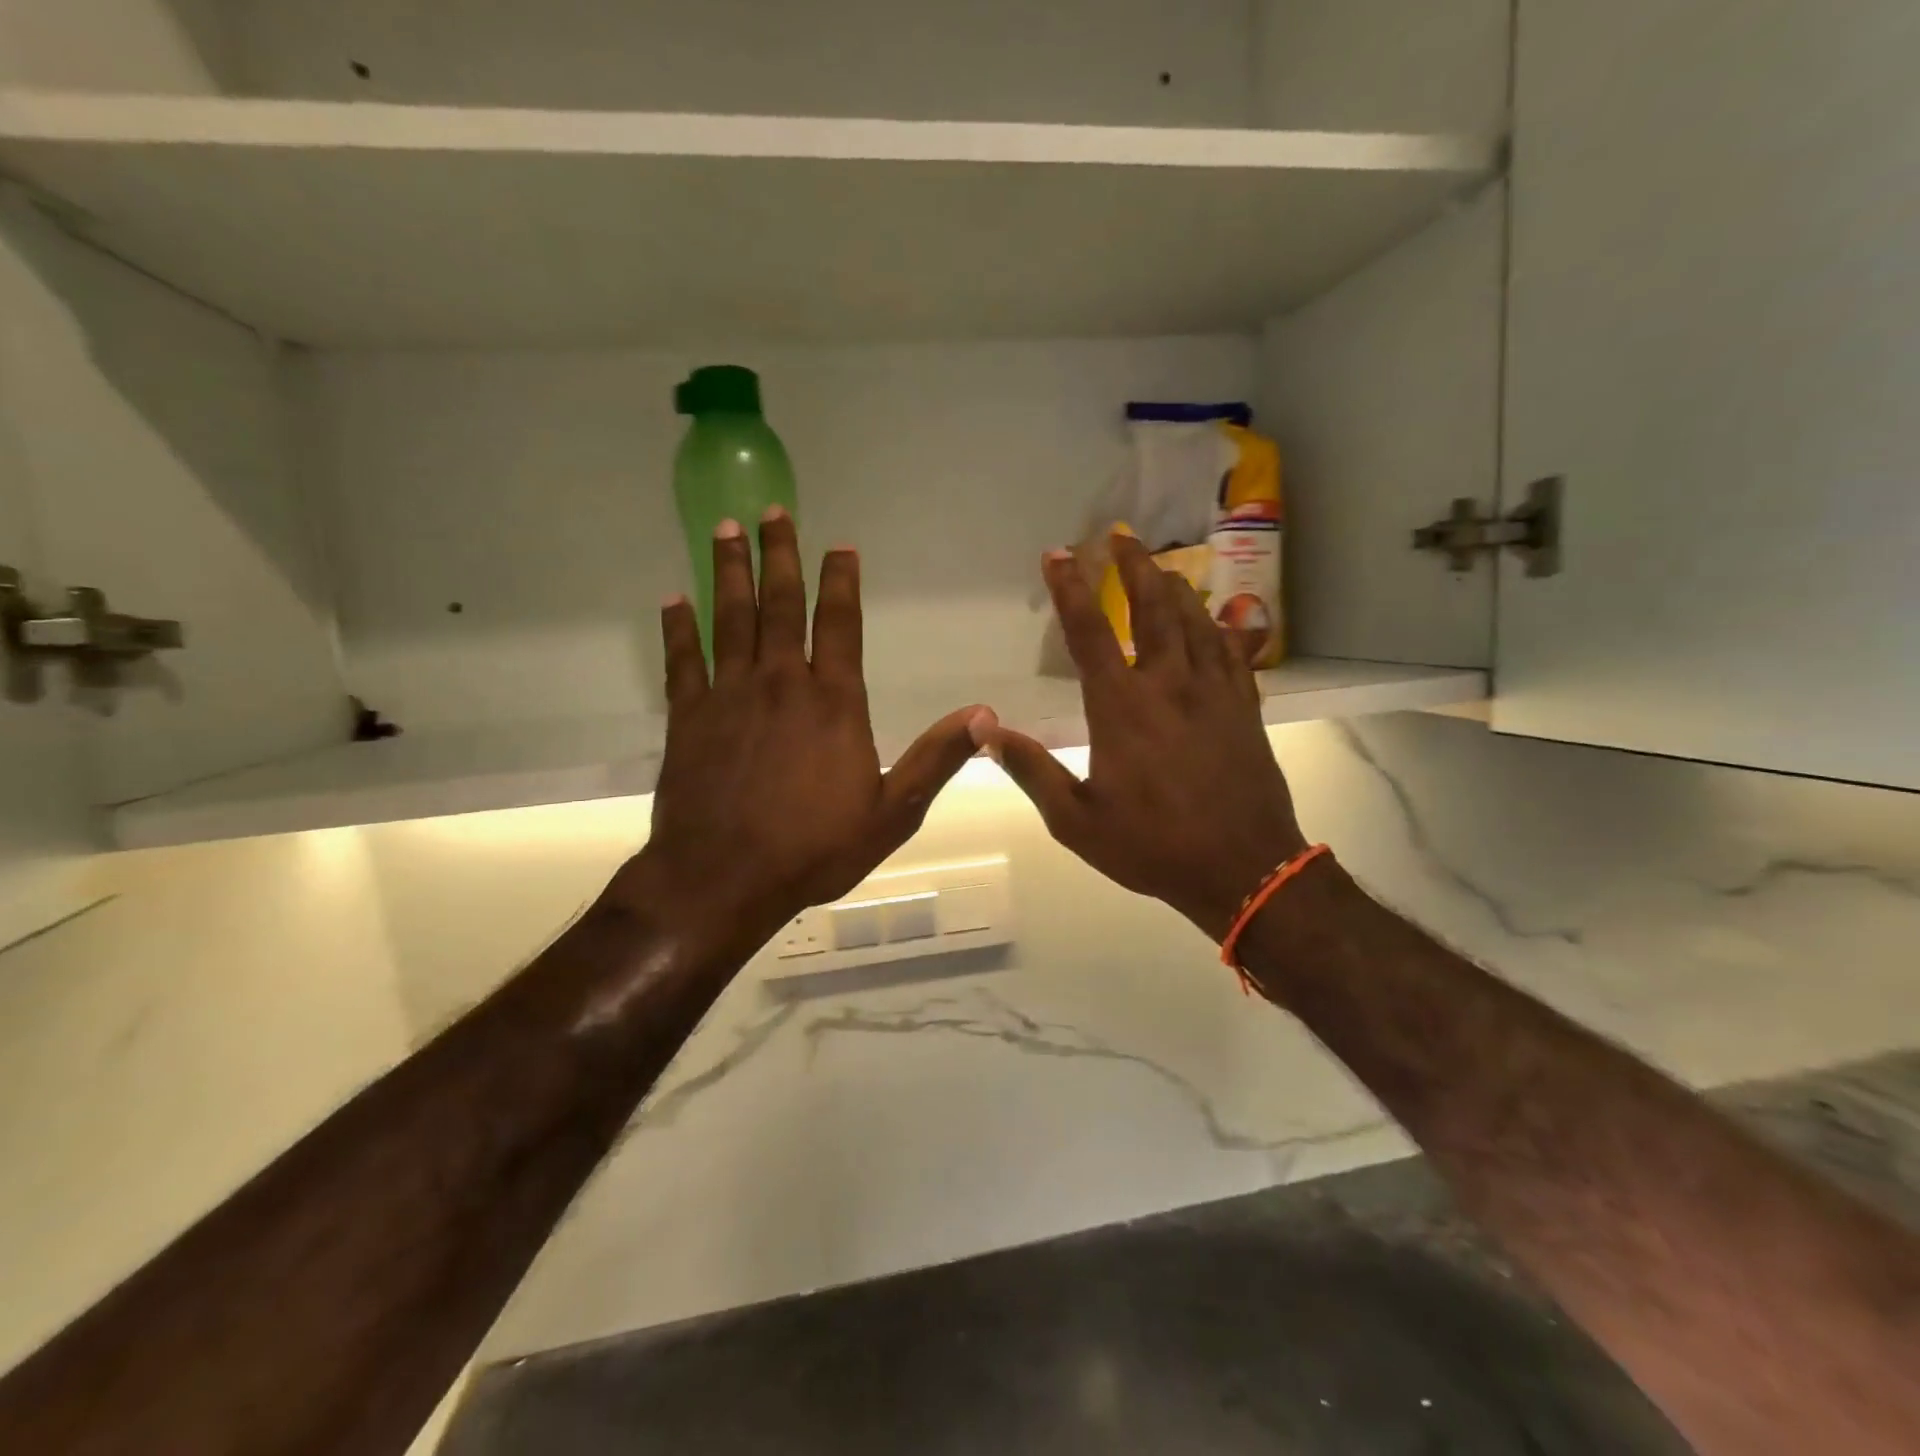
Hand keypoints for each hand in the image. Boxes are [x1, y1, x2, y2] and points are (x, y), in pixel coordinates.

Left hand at [614, 508, 992, 958]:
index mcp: (834, 702)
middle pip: (780, 605)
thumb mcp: (893, 812)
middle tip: (772, 510)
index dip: (839, 581)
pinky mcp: (687, 717)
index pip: (840, 624)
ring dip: (730, 572)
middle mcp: (781, 683)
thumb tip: (985, 714)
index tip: (838, 545)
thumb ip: (936, 759)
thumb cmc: (814, 848)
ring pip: (730, 618)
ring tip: (725, 529)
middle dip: (779, 555)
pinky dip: (678, 628)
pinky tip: (673, 600)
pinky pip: (683, 660)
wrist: (723, 879)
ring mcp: (729, 695)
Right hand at [986, 534, 1306, 940]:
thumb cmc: (1153, 846)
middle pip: (1153, 609)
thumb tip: (986, 729)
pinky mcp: (1245, 709)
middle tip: (1120, 537)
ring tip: (1162, 566)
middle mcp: (1169, 686)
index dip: (1070, 589)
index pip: (1090, 633)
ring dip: (1176, 588)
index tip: (1058, 554)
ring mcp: (1214, 694)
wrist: (1244, 870)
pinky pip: (1234, 653)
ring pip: (1196, 622)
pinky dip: (1221, 627)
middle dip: (1134, 568)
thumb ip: (1031, 770)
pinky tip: (1218, 618)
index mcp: (1122, 708)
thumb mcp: (1076, 820)